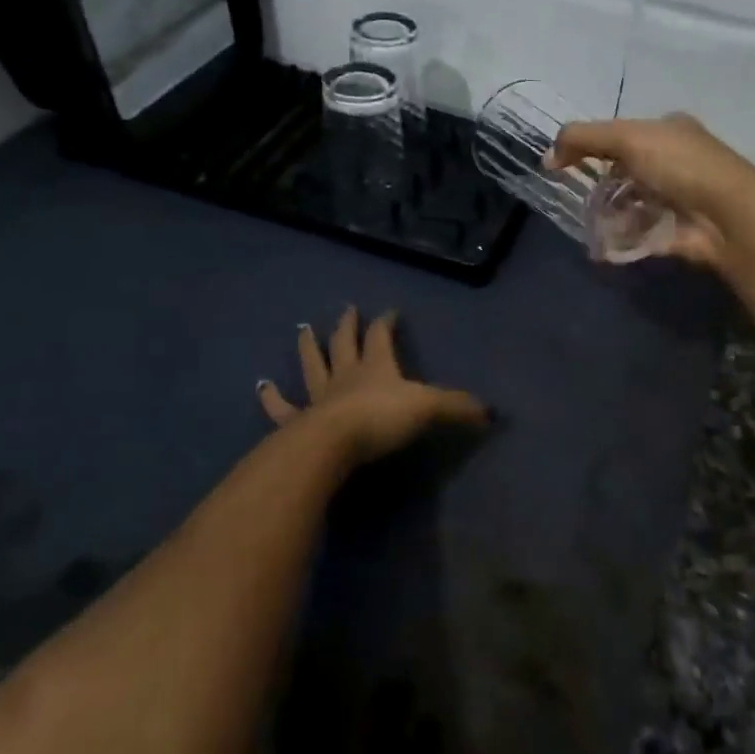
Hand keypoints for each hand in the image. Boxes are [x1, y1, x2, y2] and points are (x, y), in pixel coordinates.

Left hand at [257, 306, 487, 461]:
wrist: (333, 444)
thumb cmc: (381, 419)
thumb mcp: (429, 408)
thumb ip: (458, 407)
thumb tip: (492, 412)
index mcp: (376, 366)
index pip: (382, 336)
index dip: (386, 323)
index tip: (389, 310)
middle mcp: (346, 375)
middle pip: (344, 343)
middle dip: (347, 326)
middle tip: (345, 309)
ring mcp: (318, 396)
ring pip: (312, 365)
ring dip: (308, 347)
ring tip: (302, 329)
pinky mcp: (298, 421)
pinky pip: (283, 407)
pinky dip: (272, 397)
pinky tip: (262, 386)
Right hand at [548, 114, 754, 268]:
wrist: (727, 214)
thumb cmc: (679, 165)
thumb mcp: (627, 138)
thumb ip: (583, 139)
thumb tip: (547, 158)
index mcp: (669, 131)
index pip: (625, 135)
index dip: (594, 147)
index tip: (566, 165)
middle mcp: (677, 162)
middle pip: (628, 172)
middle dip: (602, 187)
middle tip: (579, 200)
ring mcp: (679, 199)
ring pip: (633, 205)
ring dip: (610, 216)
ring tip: (590, 226)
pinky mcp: (678, 232)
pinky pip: (642, 234)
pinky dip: (623, 240)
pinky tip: (605, 246)